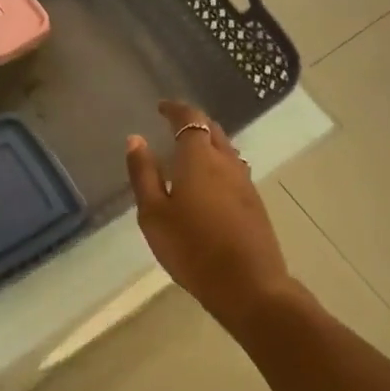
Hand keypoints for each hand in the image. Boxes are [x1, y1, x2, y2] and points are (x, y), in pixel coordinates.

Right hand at [126, 100, 292, 331]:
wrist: (247, 283)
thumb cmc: (191, 248)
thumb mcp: (154, 214)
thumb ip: (144, 174)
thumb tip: (136, 139)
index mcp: (199, 159)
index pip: (190, 120)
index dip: (176, 110)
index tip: (161, 107)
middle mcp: (227, 163)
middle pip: (212, 130)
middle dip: (193, 123)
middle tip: (173, 126)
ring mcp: (245, 183)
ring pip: (226, 150)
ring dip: (208, 143)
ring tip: (188, 152)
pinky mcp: (253, 203)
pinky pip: (233, 170)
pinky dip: (218, 164)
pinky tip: (208, 182)